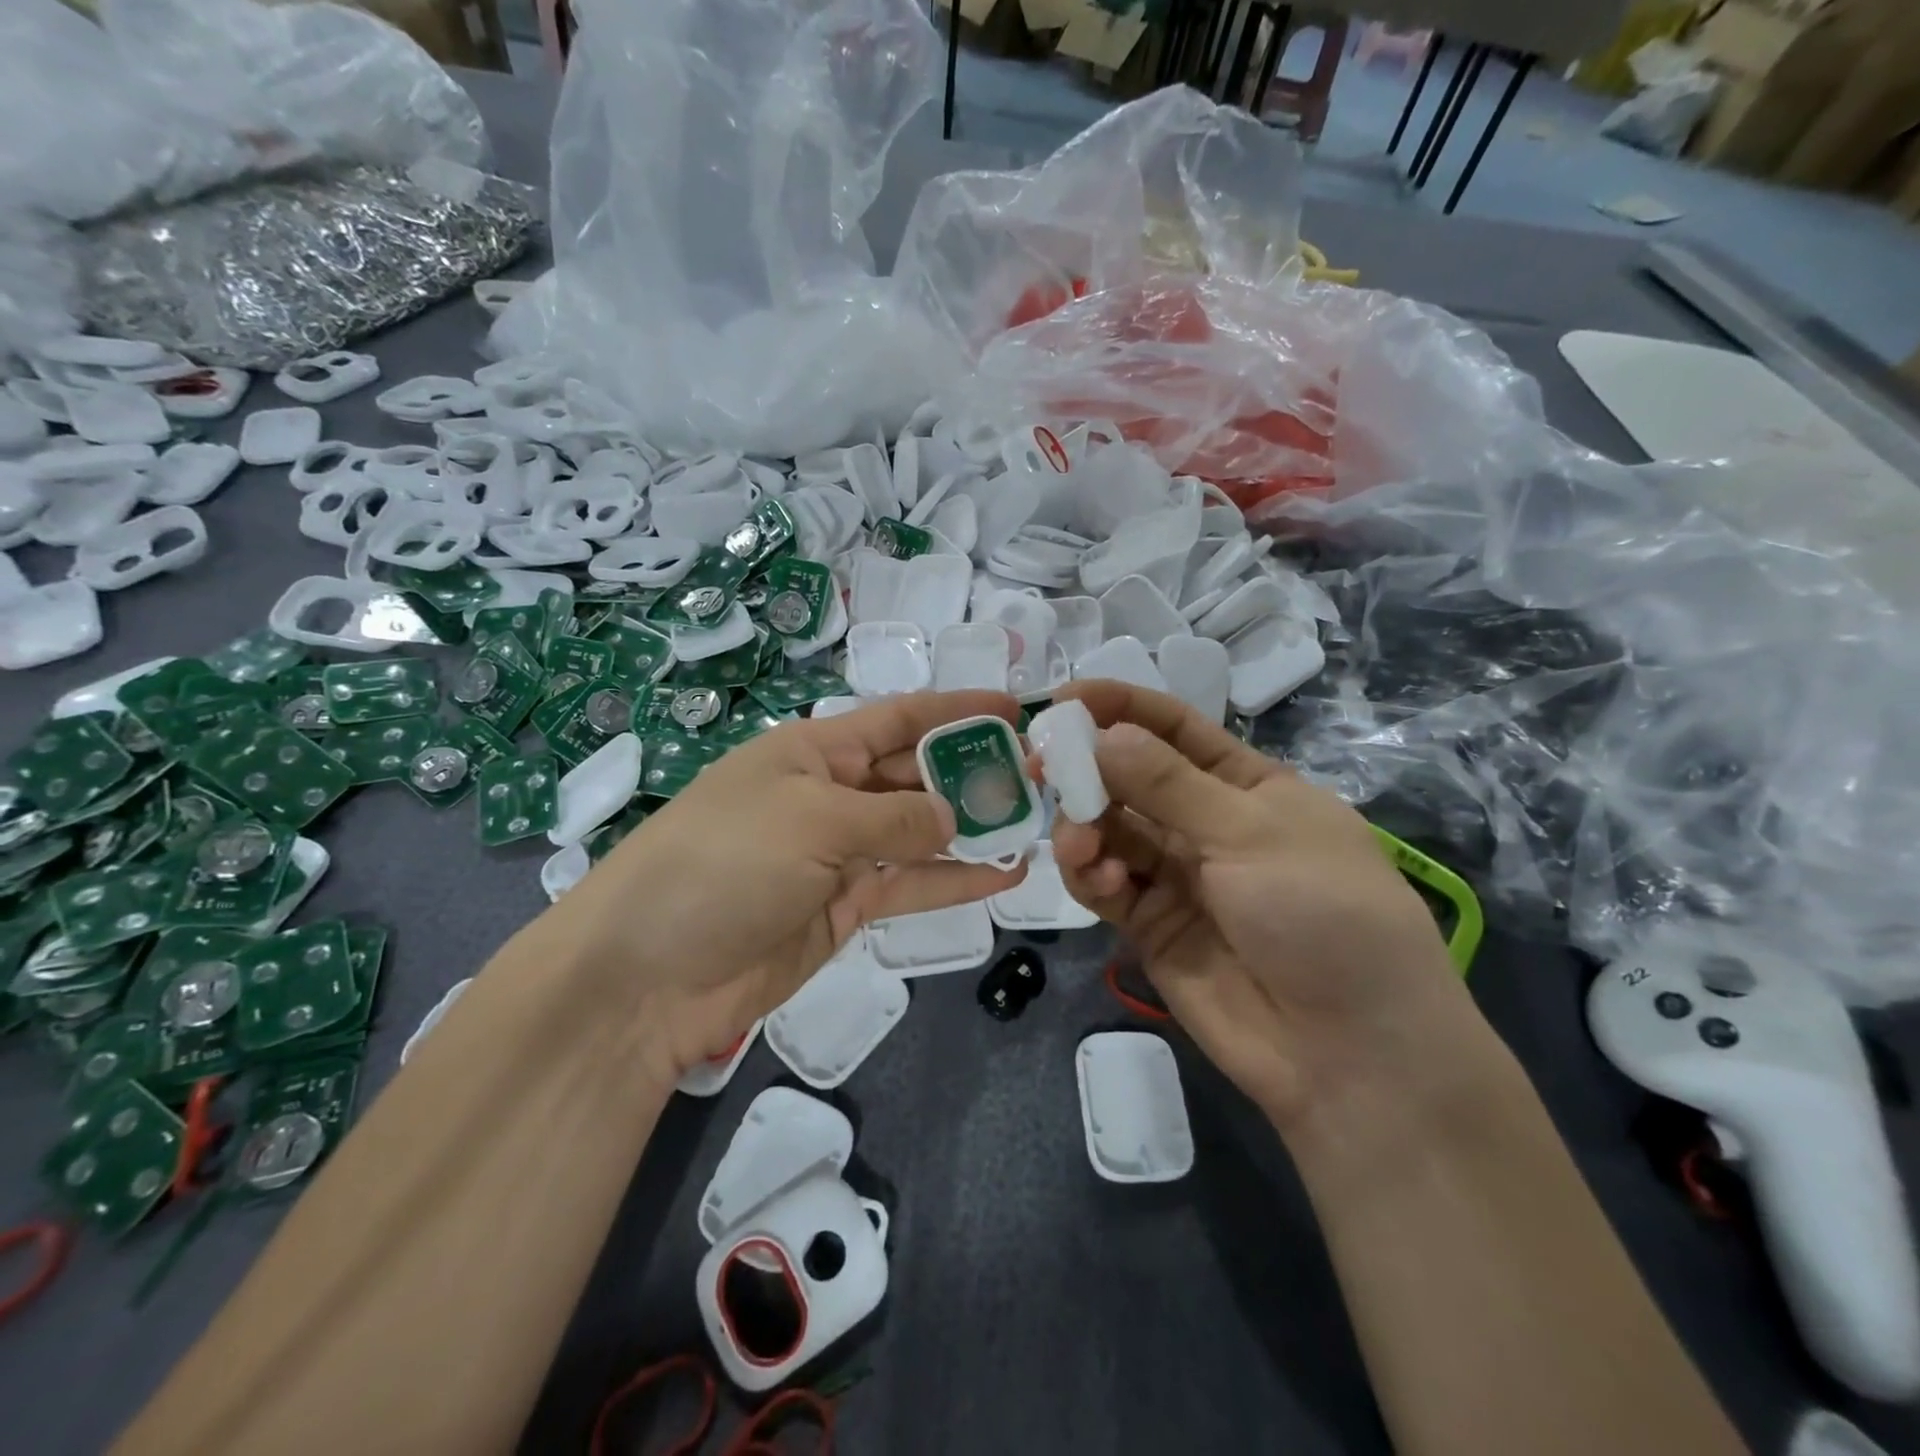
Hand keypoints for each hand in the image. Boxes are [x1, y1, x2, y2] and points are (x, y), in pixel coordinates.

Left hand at [563, 691, 1025, 1082]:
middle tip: (1040, 776)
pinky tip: (1004, 874)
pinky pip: (910, 883)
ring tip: (1035, 822)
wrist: (649, 975)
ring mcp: (839, 853)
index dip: (956, 710)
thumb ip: (892, 815)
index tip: (1014, 707)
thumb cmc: (724, 864)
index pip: (898, 719)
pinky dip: (954, 879)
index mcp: (815, 751)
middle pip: (915, 774)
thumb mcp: (812, 821)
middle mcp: (831, 794)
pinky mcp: (845, 906)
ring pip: (920, 831)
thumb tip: (950, 814)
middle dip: (972, 771)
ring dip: (972, 826)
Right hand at [1050, 682, 1484, 1135]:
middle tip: (1041, 765)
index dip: (1120, 707)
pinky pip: (1106, 884)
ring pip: (1109, 830)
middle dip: (1086, 768)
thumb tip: (1103, 734)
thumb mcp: (1251, 834)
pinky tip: (1106, 883)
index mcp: (1246, 784)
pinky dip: (1093, 875)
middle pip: (1129, 778)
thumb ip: (1168, 785)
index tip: (1062, 698)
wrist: (1349, 1052)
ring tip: (1081, 842)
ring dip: (1085, 826)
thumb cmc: (1322, 914)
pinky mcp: (1149, 924)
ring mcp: (1175, 875)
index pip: (1174, 728)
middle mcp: (1205, 823)